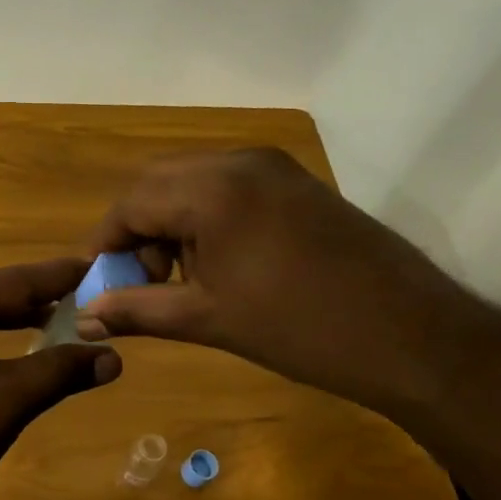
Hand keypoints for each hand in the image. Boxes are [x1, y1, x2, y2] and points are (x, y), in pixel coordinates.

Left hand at [0, 259, 122, 499]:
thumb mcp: (9, 401)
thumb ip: (61, 371)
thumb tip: (115, 358)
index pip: (9, 281)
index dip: (56, 277)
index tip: (96, 265)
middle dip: (40, 295)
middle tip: (90, 291)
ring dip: (18, 315)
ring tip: (67, 313)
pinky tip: (25, 339)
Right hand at [75, 148, 498, 419]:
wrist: (414, 337)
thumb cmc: (301, 330)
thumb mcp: (207, 320)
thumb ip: (137, 310)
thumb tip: (85, 318)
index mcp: (213, 190)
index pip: (132, 203)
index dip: (105, 243)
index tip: (96, 282)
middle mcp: (239, 162)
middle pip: (158, 183)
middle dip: (137, 230)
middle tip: (141, 281)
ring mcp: (273, 168)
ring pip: (192, 182)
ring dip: (171, 223)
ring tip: (181, 278)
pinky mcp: (296, 182)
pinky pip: (228, 187)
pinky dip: (205, 217)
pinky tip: (219, 263)